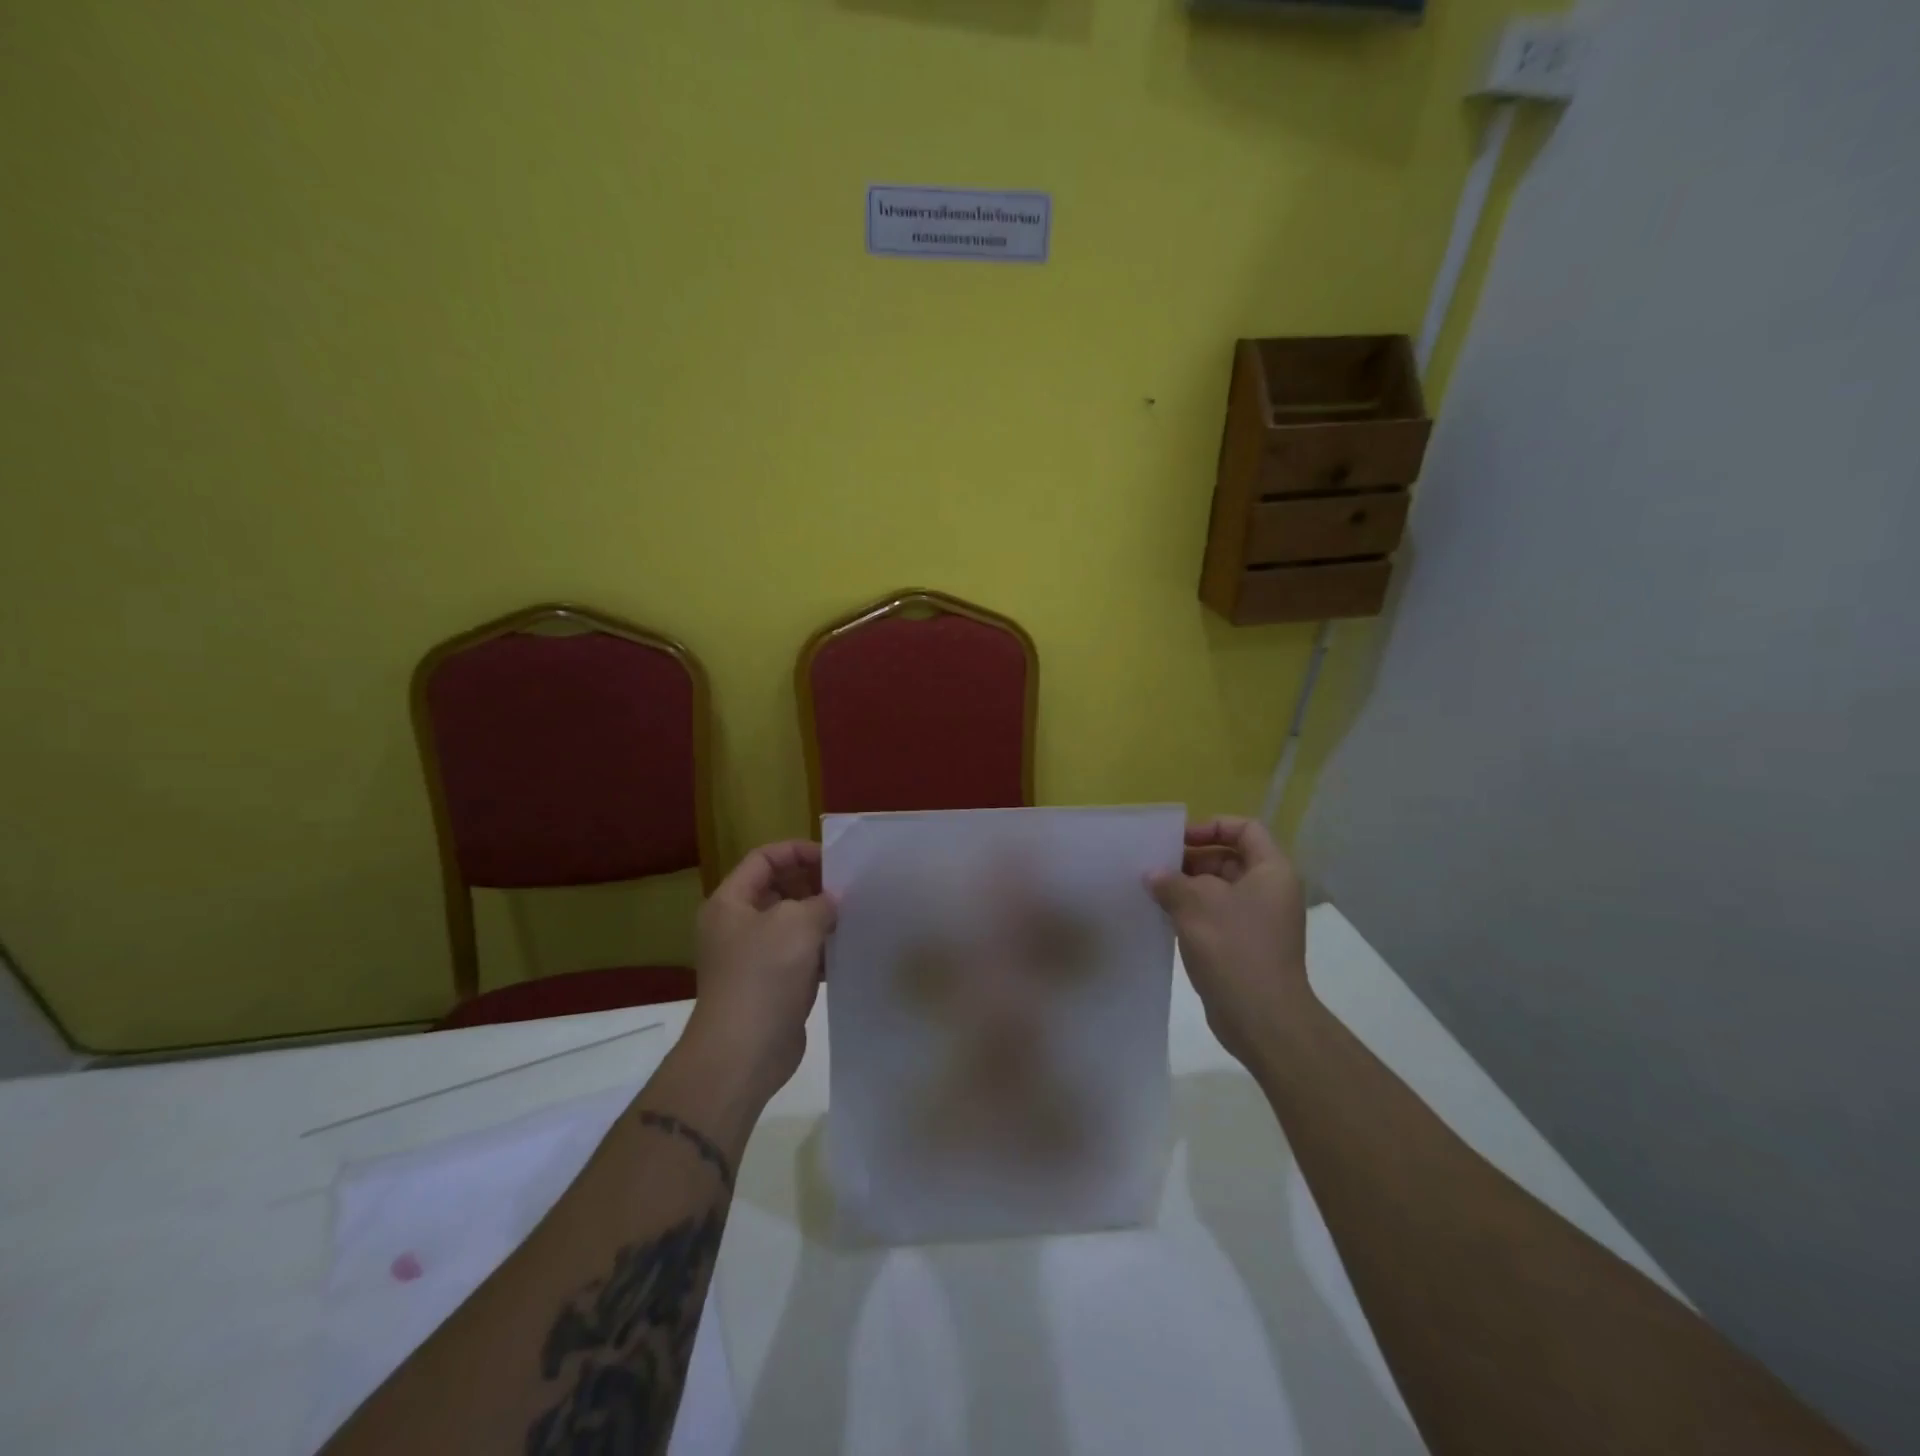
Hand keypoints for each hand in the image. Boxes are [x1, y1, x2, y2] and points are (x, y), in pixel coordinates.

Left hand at [687, 841, 836, 1103]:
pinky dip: (821, 950)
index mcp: (730, 902)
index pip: (763, 859)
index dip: (797, 852)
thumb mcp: (796, 923)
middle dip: (813, 885)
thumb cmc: (763, 975)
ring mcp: (754, 957)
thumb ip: (820, 902)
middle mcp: (737, 925)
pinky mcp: (772, 985)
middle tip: (850, 888)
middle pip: (778, 889)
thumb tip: (832, 901)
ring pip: (792, 924)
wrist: (743, 1052)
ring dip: (821, 918)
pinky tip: (848, 950)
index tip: (833, 861)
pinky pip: (800, 955)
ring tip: (855, 915)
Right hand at [1148, 817, 1309, 1063]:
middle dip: (1193, 860)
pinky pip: (1217, 916)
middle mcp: (1270, 892)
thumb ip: (1171, 882)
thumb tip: (1153, 874)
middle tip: (1157, 867)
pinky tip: (1163, 919)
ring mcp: (1259, 921)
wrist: (1262, 1018)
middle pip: (1230, 858)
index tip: (1179, 840)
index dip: (1212, 827)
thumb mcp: (1196, 905)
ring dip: (1188, 888)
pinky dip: (1193, 913)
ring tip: (1153, 892)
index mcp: (1271, 872)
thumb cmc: (1234, 949)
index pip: (1245, 829)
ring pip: (1220, 890)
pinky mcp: (1246, 946)